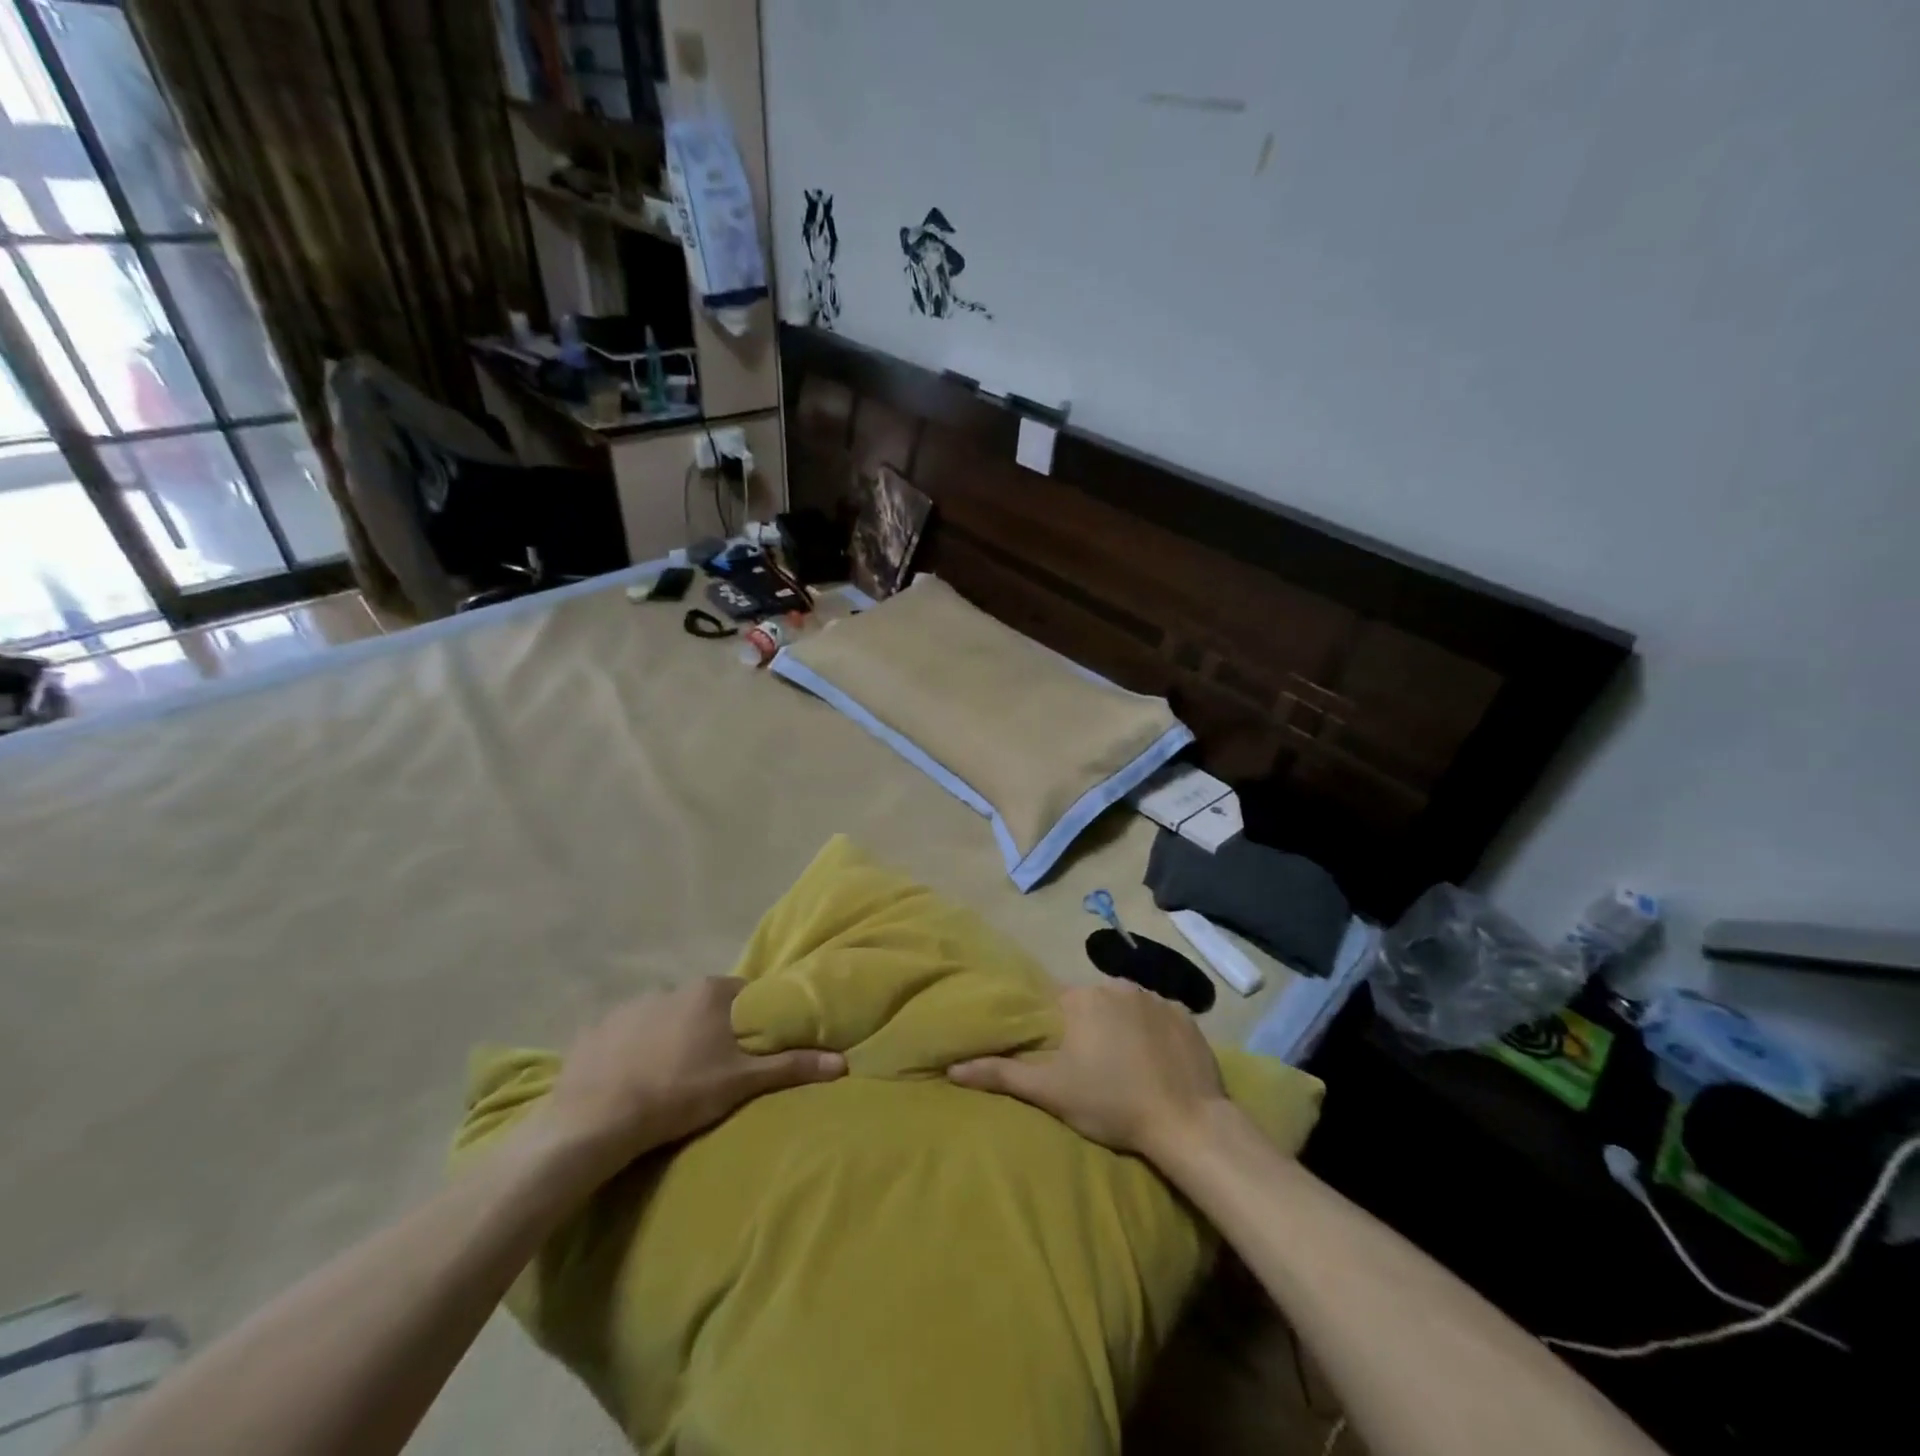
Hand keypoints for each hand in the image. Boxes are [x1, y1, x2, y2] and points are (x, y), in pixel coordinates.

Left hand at [539, 978, 844, 1172]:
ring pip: (665, 1018)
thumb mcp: (741, 1082)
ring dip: (672, 1038)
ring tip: (670, 1078)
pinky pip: (624, 1035)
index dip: (751, 1022)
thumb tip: (842, 1061)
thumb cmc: (679, 1093)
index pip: (744, 996)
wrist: (597, 1120)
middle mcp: (672, 987)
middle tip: (713, 1067)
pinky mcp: (596, 1030)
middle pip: (704, 1005)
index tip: (749, 1049)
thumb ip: (791, 1066)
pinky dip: (632, 1050)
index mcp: (709, 992)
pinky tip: (631, 1079)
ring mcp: (630, 1006)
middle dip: (711, 1030)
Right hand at [947, 981, 1228, 1164]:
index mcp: (1082, 997)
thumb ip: (1002, 1075)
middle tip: (1094, 1069)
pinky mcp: (1186, 1014)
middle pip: (1093, 1003)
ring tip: (1127, 1067)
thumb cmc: (1112, 1104)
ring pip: (1126, 1007)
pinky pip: (1160, 1016)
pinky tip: (1157, 1062)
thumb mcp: (1052, 1092)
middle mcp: (1117, 984)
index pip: (1059, 1005)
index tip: (1065, 1060)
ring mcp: (1156, 997)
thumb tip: (953, 1067)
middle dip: (1090, 1028)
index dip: (1059, 1033)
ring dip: (1122, 1028)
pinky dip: (1154, 1033)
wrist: (1187, 1122)